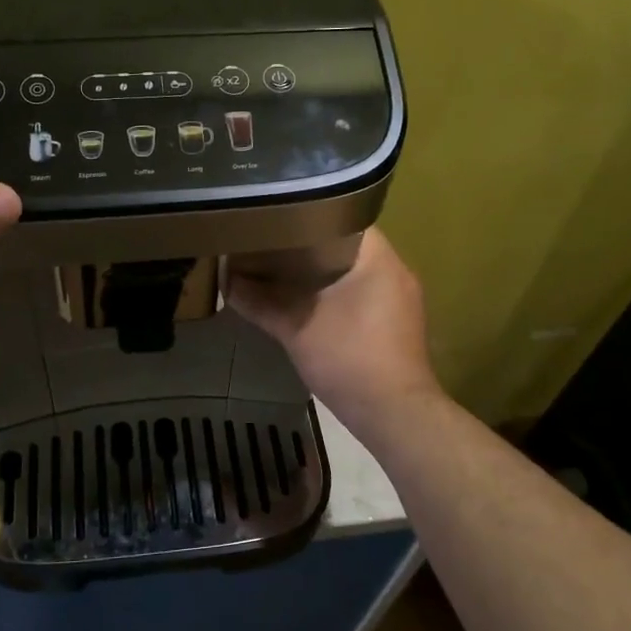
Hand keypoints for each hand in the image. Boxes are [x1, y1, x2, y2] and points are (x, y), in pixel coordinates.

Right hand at [227, 229, 444, 435]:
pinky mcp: (399, 324)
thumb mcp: (296, 329)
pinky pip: (364, 293)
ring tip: (285, 270)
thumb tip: (228, 282)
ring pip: (356, 272)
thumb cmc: (349, 359)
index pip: (344, 217)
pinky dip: (338, 293)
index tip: (280, 218)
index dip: (309, 215)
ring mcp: (402, 299)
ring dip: (325, 272)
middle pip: (349, 245)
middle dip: (312, 246)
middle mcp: (397, 271)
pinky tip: (310, 302)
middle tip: (275, 243)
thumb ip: (261, 303)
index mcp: (378, 259)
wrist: (395, 414)